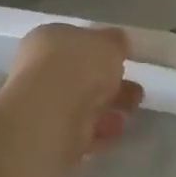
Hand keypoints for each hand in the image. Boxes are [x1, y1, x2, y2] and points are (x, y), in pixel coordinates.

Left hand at [0, 24, 143, 164]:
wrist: (50, 116)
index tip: (124, 61)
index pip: (75, 42)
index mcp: (46, 39)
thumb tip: (118, 42)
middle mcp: (39, 70)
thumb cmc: (78, 67)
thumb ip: (116, 41)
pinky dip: (100, 131)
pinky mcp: (48, 136)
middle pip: (81, 76)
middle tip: (136, 91)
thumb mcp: (109, 42)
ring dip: (109, 109)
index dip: (101, 50)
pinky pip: (80, 131)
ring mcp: (41, 105)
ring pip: (82, 105)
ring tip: (131, 112)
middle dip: (111, 85)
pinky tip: (116, 132)